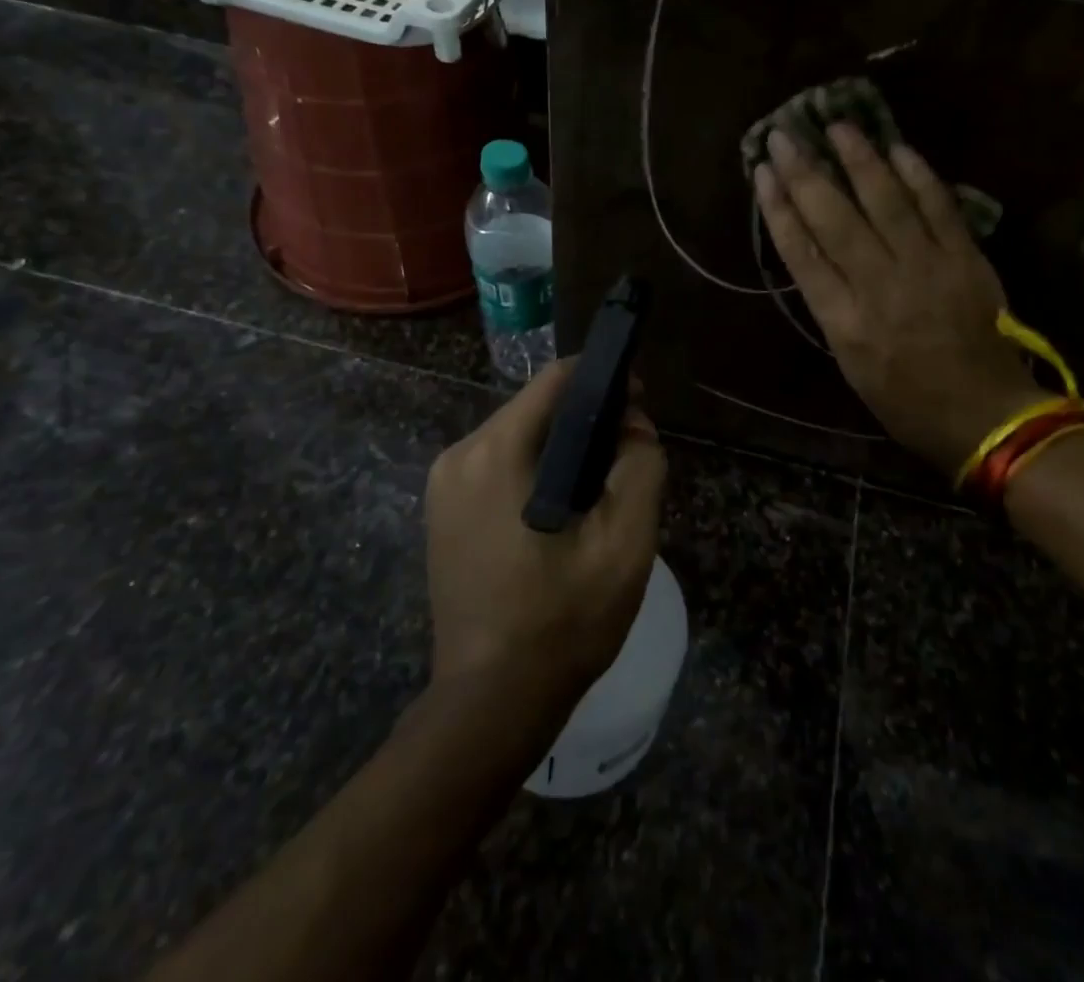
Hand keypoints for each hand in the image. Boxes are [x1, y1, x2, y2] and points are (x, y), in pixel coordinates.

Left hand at [425, 359, 666, 716]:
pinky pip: (500, 466)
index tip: (640, 405)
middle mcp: (459, 455)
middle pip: (536, 408)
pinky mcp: (442, 512)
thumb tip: (633, 425)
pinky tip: (562, 513)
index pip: (555, 380)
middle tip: (627, 460)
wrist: (491, 703)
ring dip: (563, 449)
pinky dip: (537, 472)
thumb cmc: (562, 620)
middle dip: (587, 421)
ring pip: (520, 437)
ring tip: (601, 491)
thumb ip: (640, 465)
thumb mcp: (624, 542)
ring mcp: (443, 484)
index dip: (604, 381)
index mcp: (495, 452)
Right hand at [753, 124, 1043, 474]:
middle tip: (784, 134)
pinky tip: (898, 148)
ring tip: (837, 125)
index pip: (801, 251)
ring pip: (885, 202)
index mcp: (843, 320)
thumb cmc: (905, 401)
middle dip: (805, 172)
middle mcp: (879, 286)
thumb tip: (815, 253)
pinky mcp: (965, 260)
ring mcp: (926, 268)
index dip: (778, 207)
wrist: (984, 415)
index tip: (762, 173)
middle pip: (834, 218)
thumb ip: (831, 307)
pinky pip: (939, 208)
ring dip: (858, 159)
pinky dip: (918, 176)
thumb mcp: (850, 363)